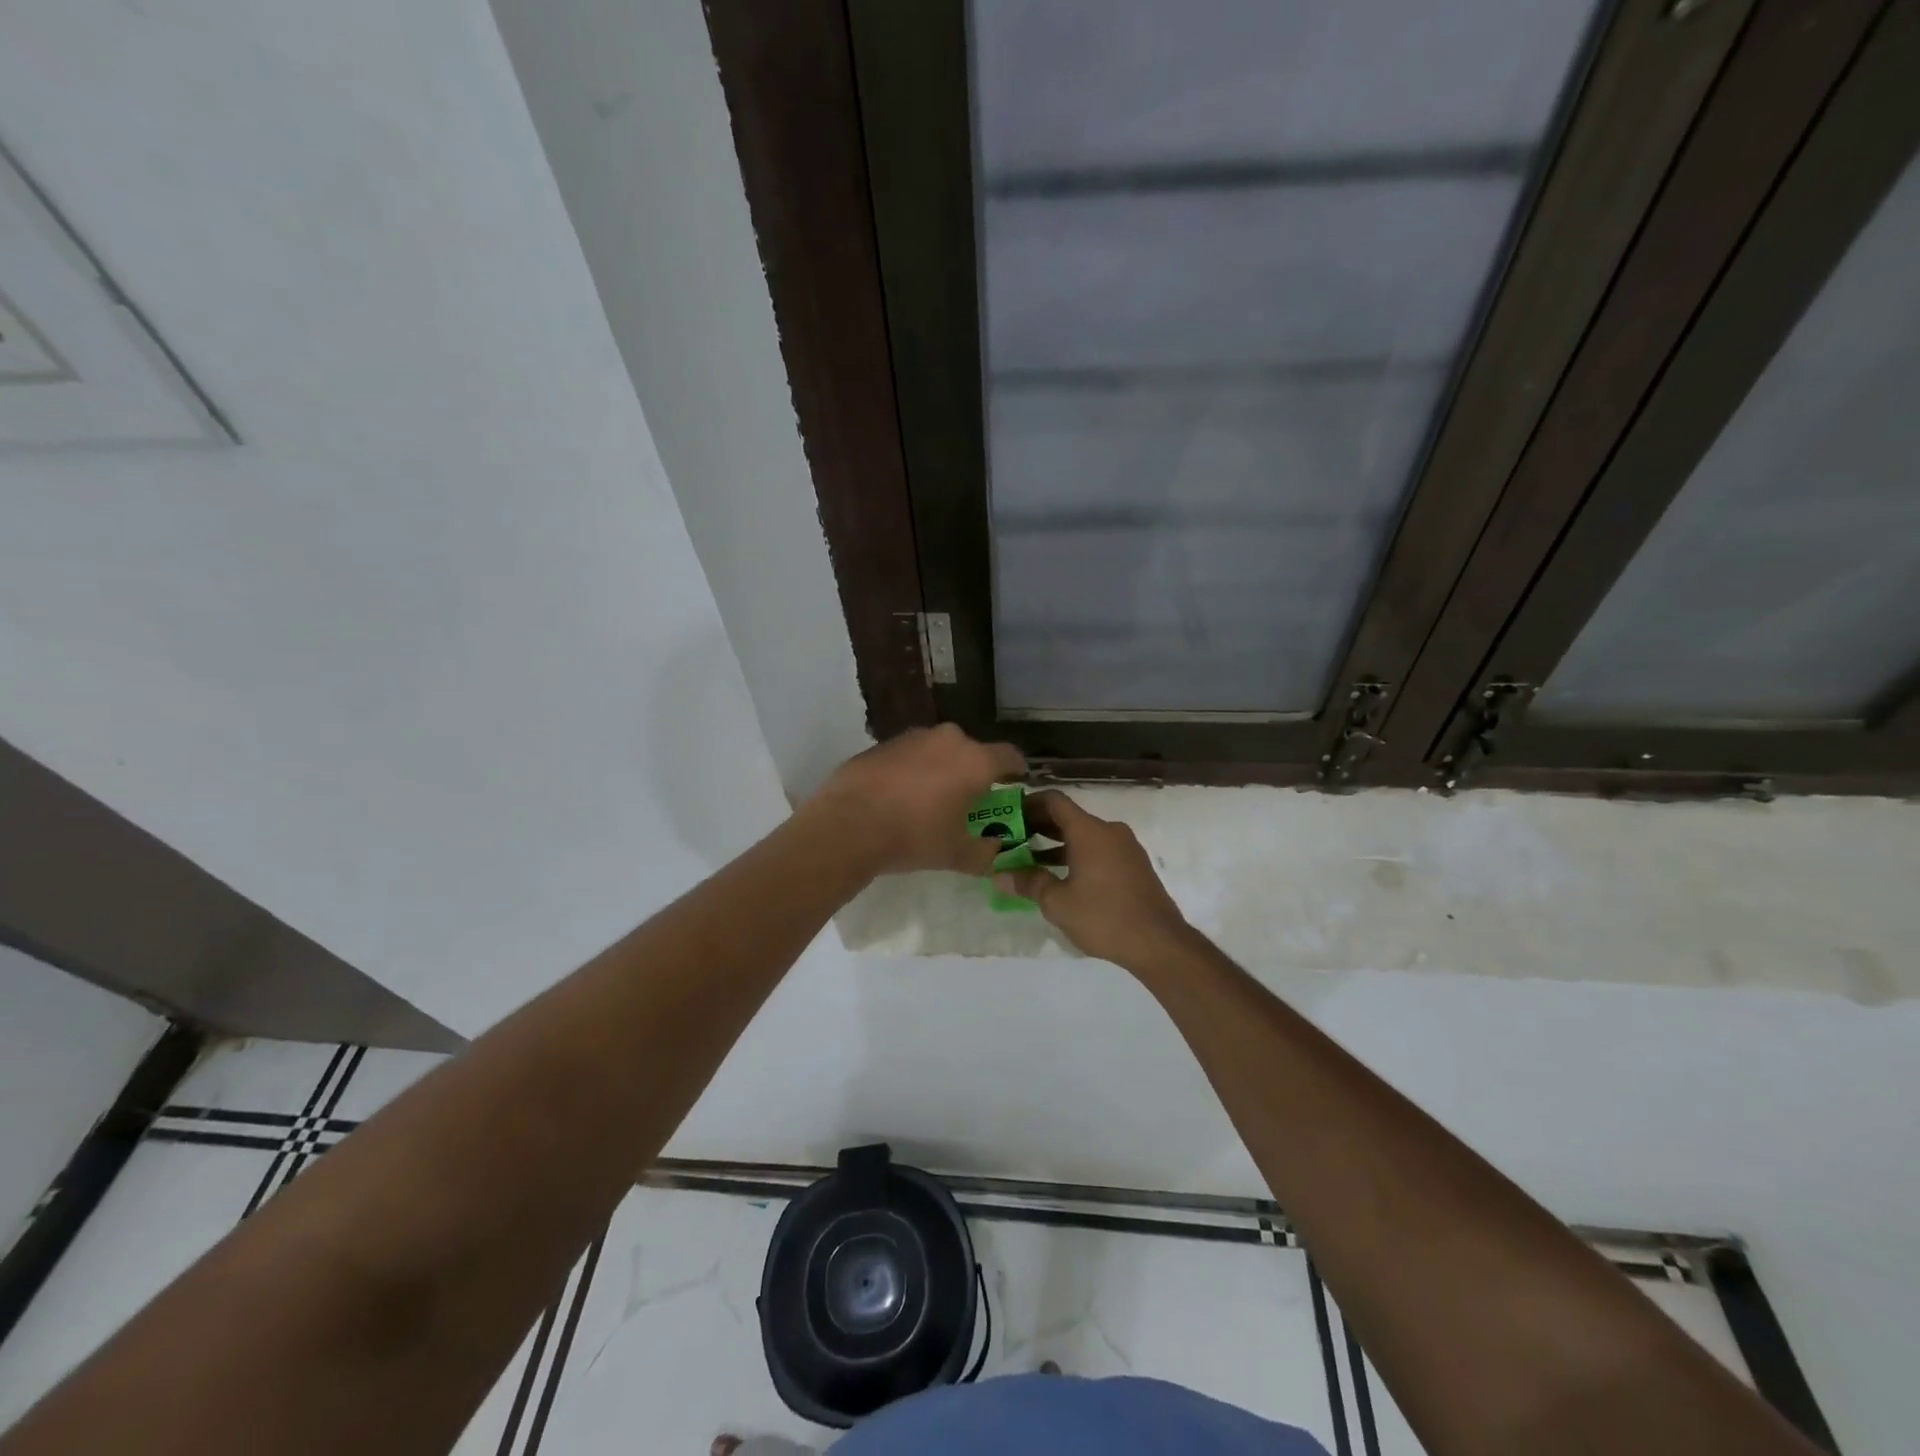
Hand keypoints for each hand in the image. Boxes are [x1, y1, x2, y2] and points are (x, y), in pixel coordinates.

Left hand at [810, 724, 1025, 877]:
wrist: (848, 824)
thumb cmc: (914, 836)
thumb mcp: (956, 854)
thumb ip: (985, 853)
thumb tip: (994, 850)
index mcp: (975, 761)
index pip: (1011, 756)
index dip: (1016, 772)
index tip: (1015, 786)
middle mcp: (949, 739)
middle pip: (973, 752)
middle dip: (974, 773)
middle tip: (968, 801)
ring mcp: (914, 736)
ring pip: (940, 750)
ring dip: (942, 769)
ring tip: (931, 800)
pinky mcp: (884, 742)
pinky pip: (912, 755)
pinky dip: (914, 770)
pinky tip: (900, 796)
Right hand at [993, 791, 1190, 967]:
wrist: (1159, 943)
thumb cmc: (1104, 917)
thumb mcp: (1058, 902)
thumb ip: (1028, 882)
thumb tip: (1000, 875)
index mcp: (1089, 831)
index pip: (1053, 801)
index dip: (1027, 804)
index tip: (1007, 816)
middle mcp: (1108, 831)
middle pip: (1068, 817)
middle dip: (1037, 827)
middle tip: (1011, 841)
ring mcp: (1125, 847)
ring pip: (1083, 836)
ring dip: (1056, 844)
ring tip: (1029, 861)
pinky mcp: (1134, 865)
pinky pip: (1098, 850)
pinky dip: (1076, 856)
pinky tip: (1060, 878)